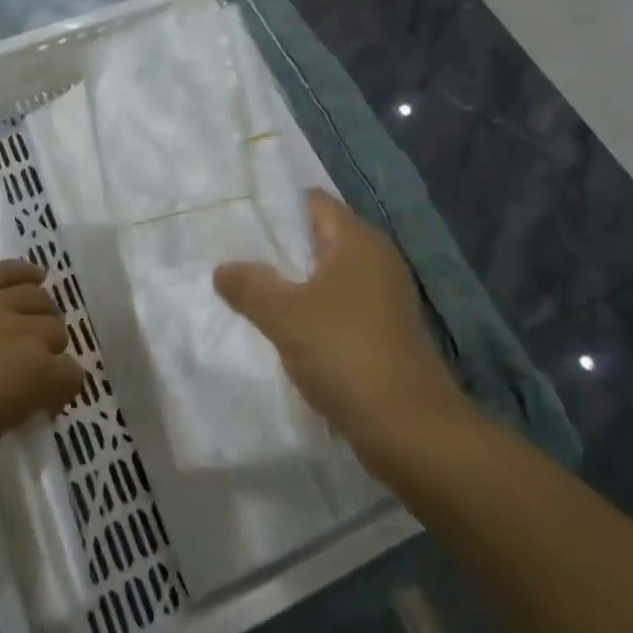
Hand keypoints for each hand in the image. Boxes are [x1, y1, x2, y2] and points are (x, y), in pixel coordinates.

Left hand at [0, 261, 84, 515]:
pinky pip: (1, 270)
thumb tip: (11, 399)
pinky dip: (22, 272)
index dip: (62, 392)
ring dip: (38, 314)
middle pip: (54, 331)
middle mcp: (20, 333)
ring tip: (27, 326)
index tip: (44, 406)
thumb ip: (8, 413)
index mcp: (33, 377)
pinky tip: (31, 276)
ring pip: (35, 296)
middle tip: (27, 371)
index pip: (71, 376)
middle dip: (48, 352)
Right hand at [215, 191, 472, 456]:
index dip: (276, 207)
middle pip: (319, 238)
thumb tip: (222, 269)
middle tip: (234, 255)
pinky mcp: (385, 331)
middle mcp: (376, 259)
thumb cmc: (345, 353)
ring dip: (294, 284)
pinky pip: (339, 306)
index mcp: (358, 240)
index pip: (312, 202)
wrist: (410, 430)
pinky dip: (313, 311)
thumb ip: (249, 286)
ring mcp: (384, 297)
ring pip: (327, 276)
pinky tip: (284, 329)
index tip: (238, 218)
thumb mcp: (284, 316)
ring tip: (250, 292)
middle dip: (279, 248)